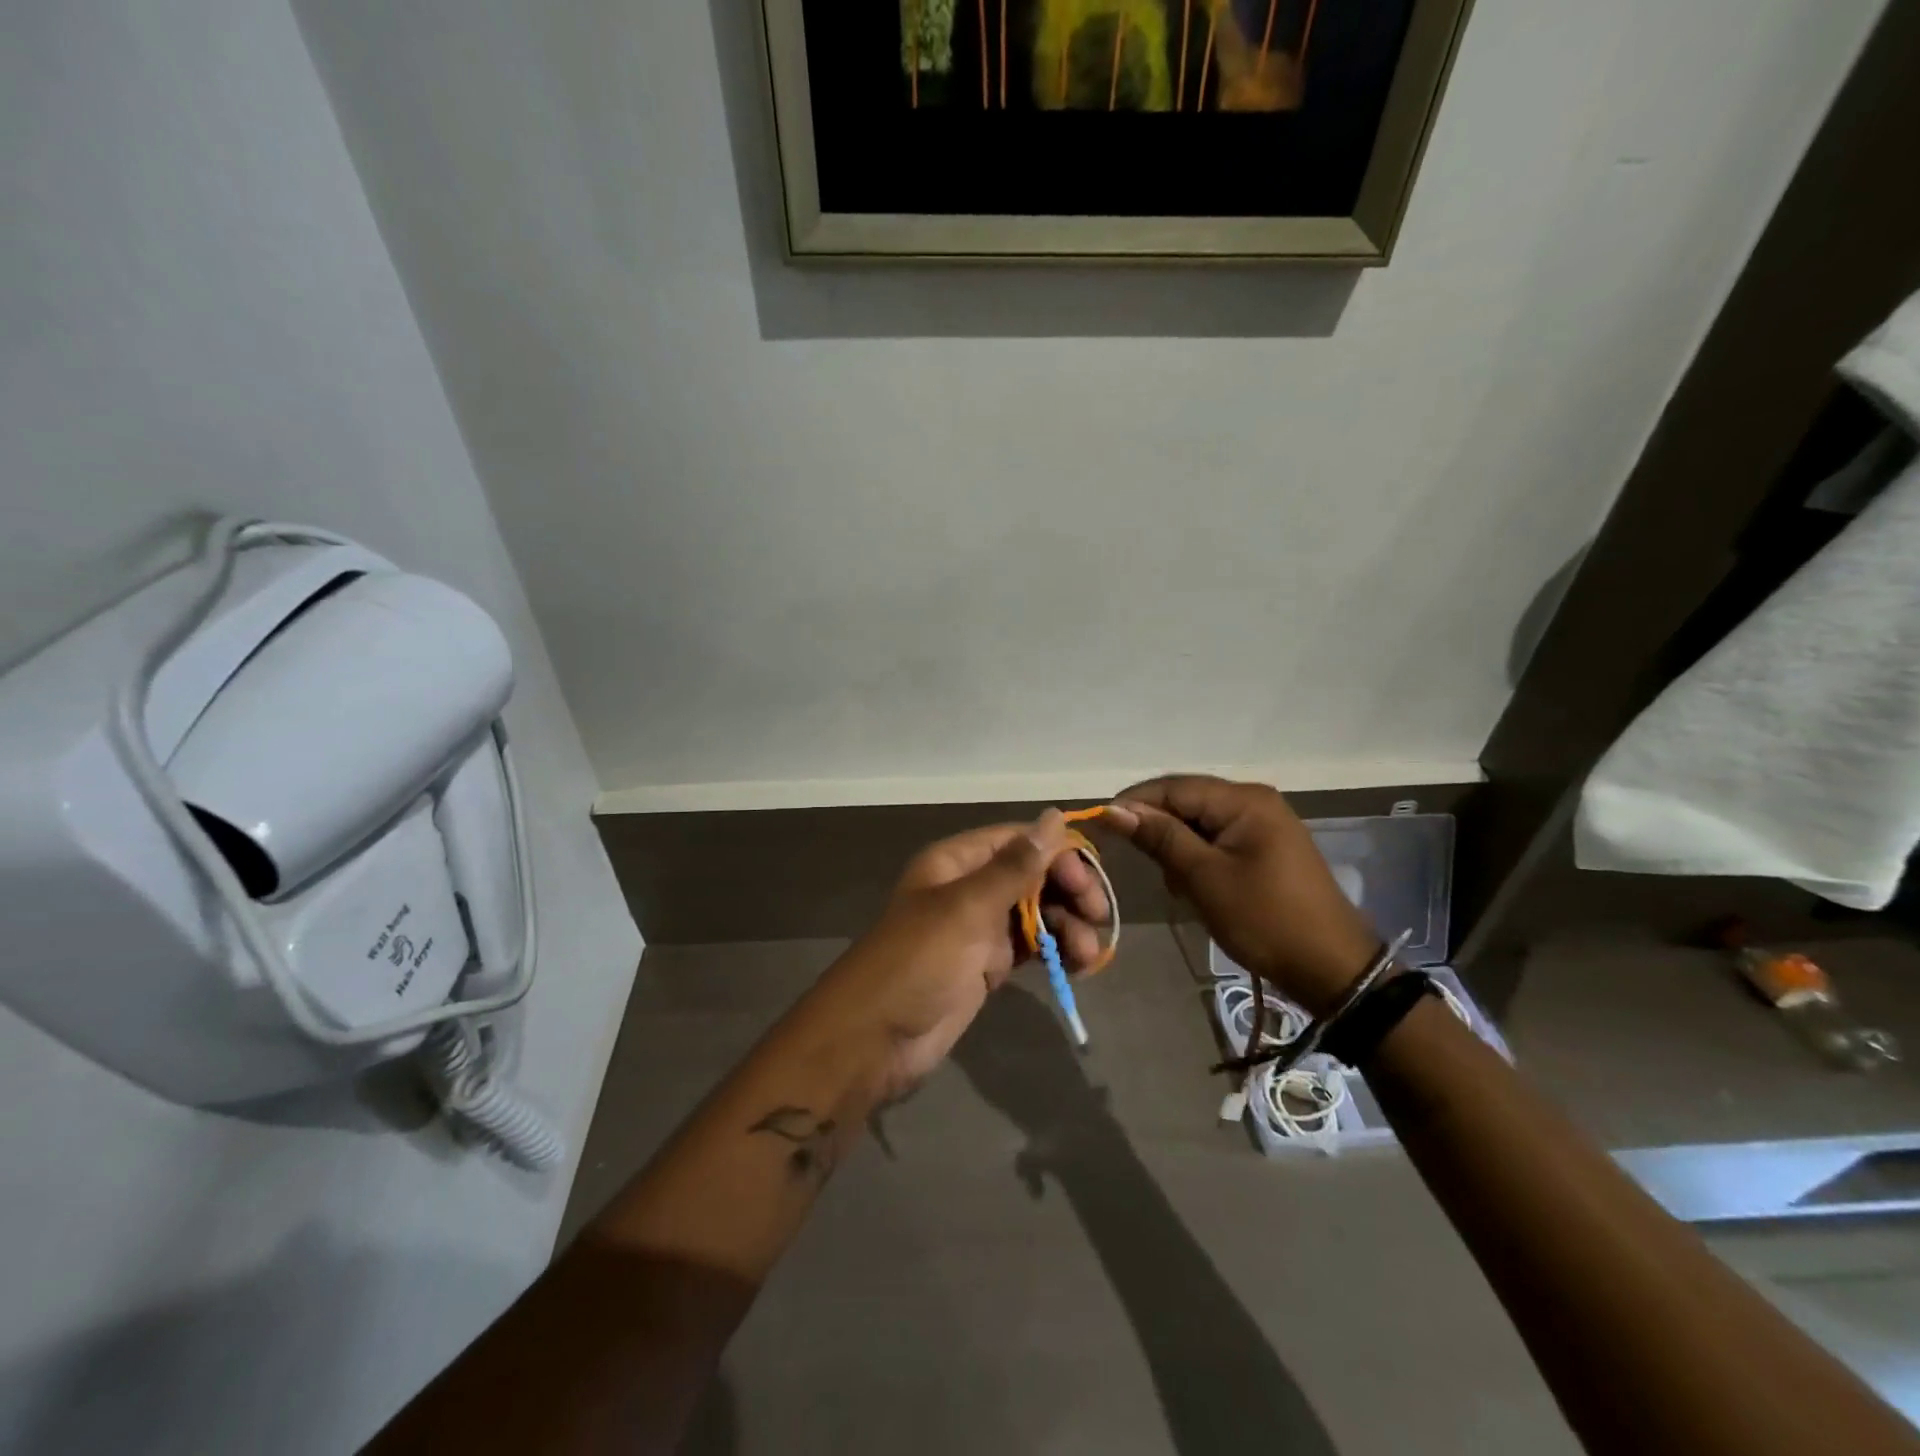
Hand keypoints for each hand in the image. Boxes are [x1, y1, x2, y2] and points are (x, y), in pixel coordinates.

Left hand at [806, 810, 1110, 1102]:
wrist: (876, 1039)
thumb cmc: (919, 961)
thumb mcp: (968, 908)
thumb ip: (1016, 865)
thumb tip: (1054, 815)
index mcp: (957, 861)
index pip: (1019, 840)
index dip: (1058, 853)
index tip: (1088, 881)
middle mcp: (970, 886)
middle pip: (1033, 874)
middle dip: (1069, 891)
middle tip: (1098, 917)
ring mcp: (980, 927)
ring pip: (1038, 911)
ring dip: (1068, 925)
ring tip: (1087, 955)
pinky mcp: (988, 963)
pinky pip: (1031, 945)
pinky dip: (1056, 950)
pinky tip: (1077, 965)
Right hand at [1106, 776, 1377, 1016]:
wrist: (1331, 967)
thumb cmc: (1264, 919)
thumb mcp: (1205, 878)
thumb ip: (1160, 837)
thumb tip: (1114, 810)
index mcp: (1244, 799)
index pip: (1174, 787)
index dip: (1134, 803)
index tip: (1101, 826)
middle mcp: (1254, 800)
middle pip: (1187, 800)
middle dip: (1157, 827)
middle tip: (1136, 860)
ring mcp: (1263, 822)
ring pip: (1199, 821)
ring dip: (1176, 845)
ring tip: (1171, 882)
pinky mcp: (1265, 846)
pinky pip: (1217, 838)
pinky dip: (1197, 856)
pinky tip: (1192, 884)